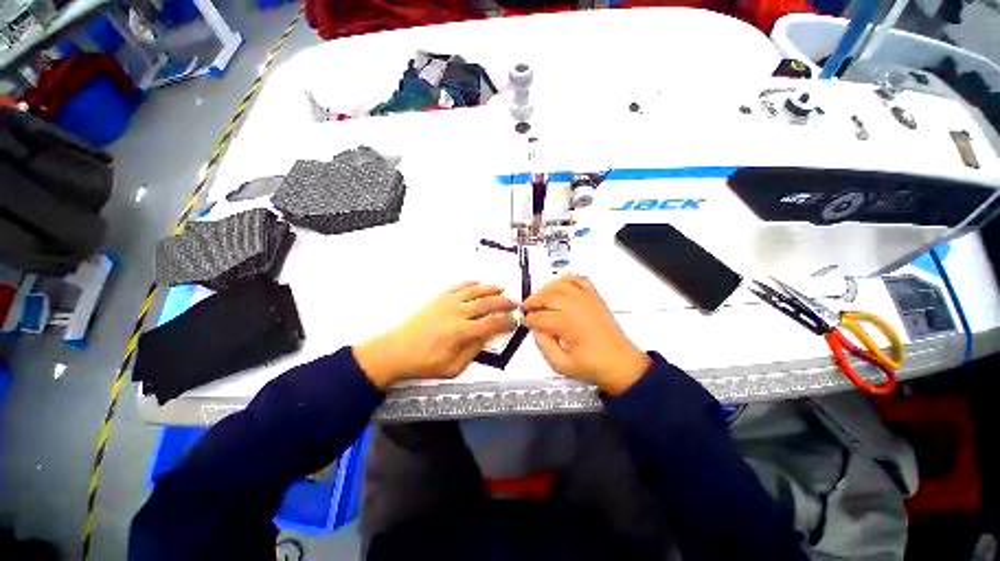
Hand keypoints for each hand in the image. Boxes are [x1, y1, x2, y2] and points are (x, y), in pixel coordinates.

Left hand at [354, 282, 517, 388]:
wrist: (395, 350)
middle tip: (514, 303)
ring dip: (490, 289)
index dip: (506, 322)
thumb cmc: (424, 363)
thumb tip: (486, 338)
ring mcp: (447, 303)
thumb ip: (472, 352)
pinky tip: (477, 282)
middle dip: (503, 303)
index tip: (515, 321)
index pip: (491, 324)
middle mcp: (457, 313)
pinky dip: (469, 283)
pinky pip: (457, 287)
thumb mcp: (452, 368)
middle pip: (486, 304)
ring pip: (474, 291)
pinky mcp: (438, 299)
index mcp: (462, 332)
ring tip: (501, 289)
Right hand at [522, 274, 650, 395]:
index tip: (524, 321)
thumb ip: (543, 346)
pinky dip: (566, 278)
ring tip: (538, 297)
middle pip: (546, 296)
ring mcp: (586, 299)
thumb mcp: (561, 364)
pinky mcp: (594, 297)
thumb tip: (536, 330)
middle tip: (526, 308)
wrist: (621, 364)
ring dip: (545, 289)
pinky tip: (558, 284)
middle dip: (532, 301)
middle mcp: (576, 306)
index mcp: (566, 323)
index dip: (528, 319)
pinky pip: (578, 279)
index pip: (539, 316)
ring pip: (559, 284)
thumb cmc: (594, 366)